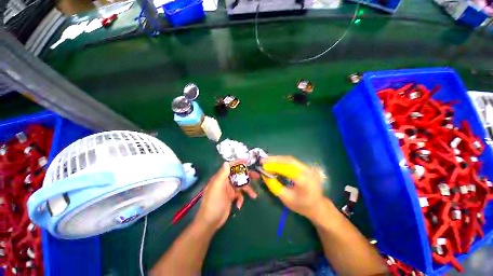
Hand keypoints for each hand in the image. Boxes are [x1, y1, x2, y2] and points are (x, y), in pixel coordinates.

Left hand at [195, 163, 257, 230]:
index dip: (238, 163)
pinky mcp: (231, 197)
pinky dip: (241, 199)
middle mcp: (225, 181)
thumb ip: (222, 174)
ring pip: (240, 186)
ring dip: (247, 190)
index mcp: (221, 177)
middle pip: (238, 175)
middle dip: (247, 176)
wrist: (210, 222)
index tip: (247, 161)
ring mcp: (228, 190)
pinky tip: (239, 205)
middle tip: (257, 176)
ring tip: (254, 195)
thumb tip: (226, 162)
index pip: (230, 167)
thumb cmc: (213, 203)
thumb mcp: (217, 187)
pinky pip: (239, 195)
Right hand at [261, 156, 324, 220]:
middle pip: (290, 161)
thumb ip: (274, 186)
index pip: (288, 170)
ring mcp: (309, 168)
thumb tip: (264, 175)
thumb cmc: (302, 206)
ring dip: (278, 159)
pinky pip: (292, 162)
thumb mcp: (286, 199)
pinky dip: (282, 161)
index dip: (275, 166)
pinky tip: (275, 162)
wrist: (318, 206)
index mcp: (305, 182)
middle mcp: (309, 172)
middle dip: (275, 159)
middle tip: (263, 160)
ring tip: (267, 160)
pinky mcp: (307, 167)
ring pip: (291, 159)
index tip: (263, 165)